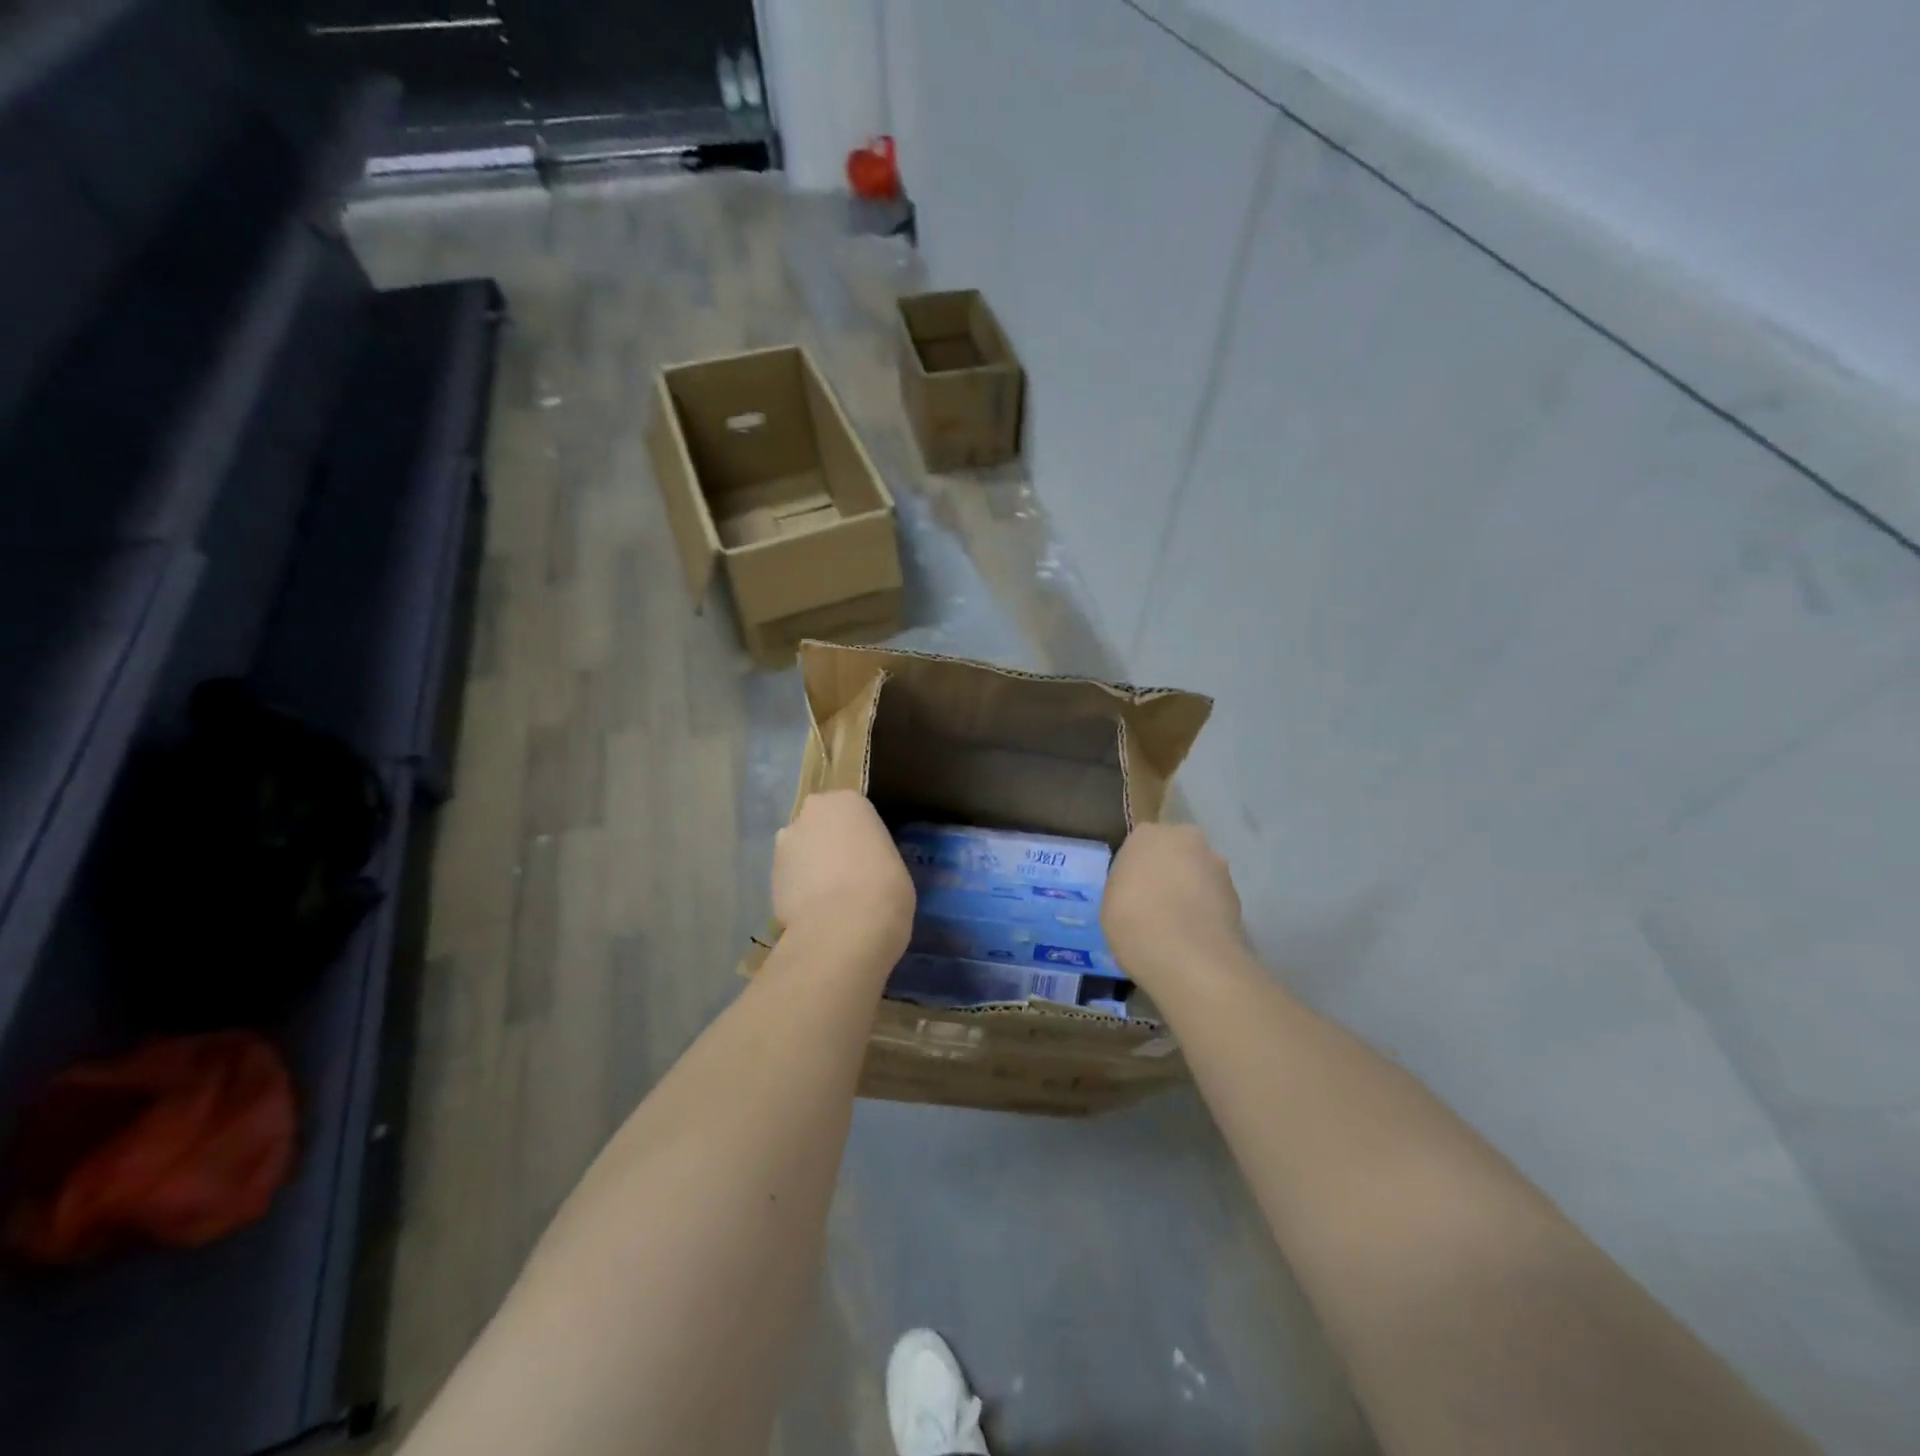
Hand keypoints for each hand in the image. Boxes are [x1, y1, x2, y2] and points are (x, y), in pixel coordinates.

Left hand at [773, 792, 914, 956]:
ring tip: (829, 900)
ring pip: (801, 852)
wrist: (844, 927)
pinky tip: (814, 913)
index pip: (854, 814)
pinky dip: (799, 892)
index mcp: (849, 801)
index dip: (861, 838)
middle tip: (848, 876)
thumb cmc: (884, 888)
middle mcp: (812, 813)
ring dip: (810, 868)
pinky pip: (790, 879)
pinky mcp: (769, 876)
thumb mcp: (894, 864)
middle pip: (821, 827)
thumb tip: (864, 869)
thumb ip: (873, 856)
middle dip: (828, 846)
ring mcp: (786, 843)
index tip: (870, 860)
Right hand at [1103, 823, 1249, 989]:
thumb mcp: (1111, 901)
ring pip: (1199, 873)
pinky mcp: (1237, 894)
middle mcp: (1186, 839)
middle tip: (1156, 904)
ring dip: (1191, 890)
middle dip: (1169, 871)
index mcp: (1147, 835)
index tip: (1132, 891)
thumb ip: (1128, 884)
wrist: (1188, 957)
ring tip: (1178, 925)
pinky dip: (1207, 911)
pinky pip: (1215, 897)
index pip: (1140, 845)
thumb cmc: (1133, 921)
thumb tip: (1142, 889)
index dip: (1137, 869)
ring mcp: (1217, 865)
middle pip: (1175, 852)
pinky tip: (1196, 936)